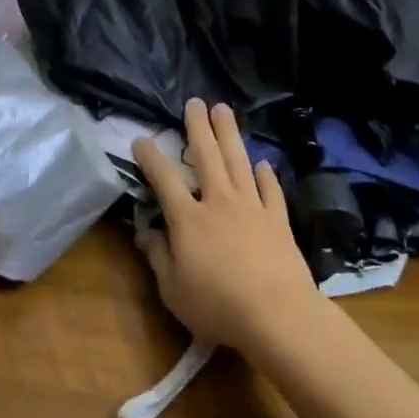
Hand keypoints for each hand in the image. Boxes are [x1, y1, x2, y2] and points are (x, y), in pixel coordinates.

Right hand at [133, 99, 322, 355]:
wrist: (277, 315)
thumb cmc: (217, 305)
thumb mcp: (173, 290)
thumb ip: (157, 257)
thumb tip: (145, 233)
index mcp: (188, 218)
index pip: (164, 178)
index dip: (150, 156)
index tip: (141, 138)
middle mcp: (218, 202)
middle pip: (206, 156)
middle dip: (198, 127)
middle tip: (195, 101)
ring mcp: (251, 207)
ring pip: (238, 161)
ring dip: (229, 134)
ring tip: (224, 110)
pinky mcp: (278, 220)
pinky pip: (270, 190)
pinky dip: (266, 175)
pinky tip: (263, 163)